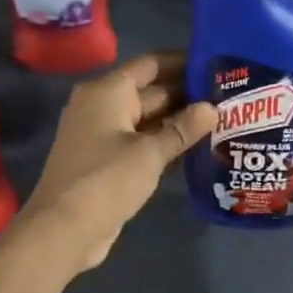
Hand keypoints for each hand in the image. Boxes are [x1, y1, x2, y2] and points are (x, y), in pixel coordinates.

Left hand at [21, 52, 215, 275]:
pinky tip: (196, 149)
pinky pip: (141, 143)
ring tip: (221, 121)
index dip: (183, 62)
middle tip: (228, 98)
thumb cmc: (106, 181)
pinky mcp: (106, 161)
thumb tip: (211, 108)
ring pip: (148, 120)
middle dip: (187, 96)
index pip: (151, 65)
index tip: (216, 65)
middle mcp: (102, 107)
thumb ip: (182, 129)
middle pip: (151, 92)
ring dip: (179, 123)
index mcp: (107, 92)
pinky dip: (164, 144)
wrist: (64, 230)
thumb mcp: (150, 153)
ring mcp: (103, 135)